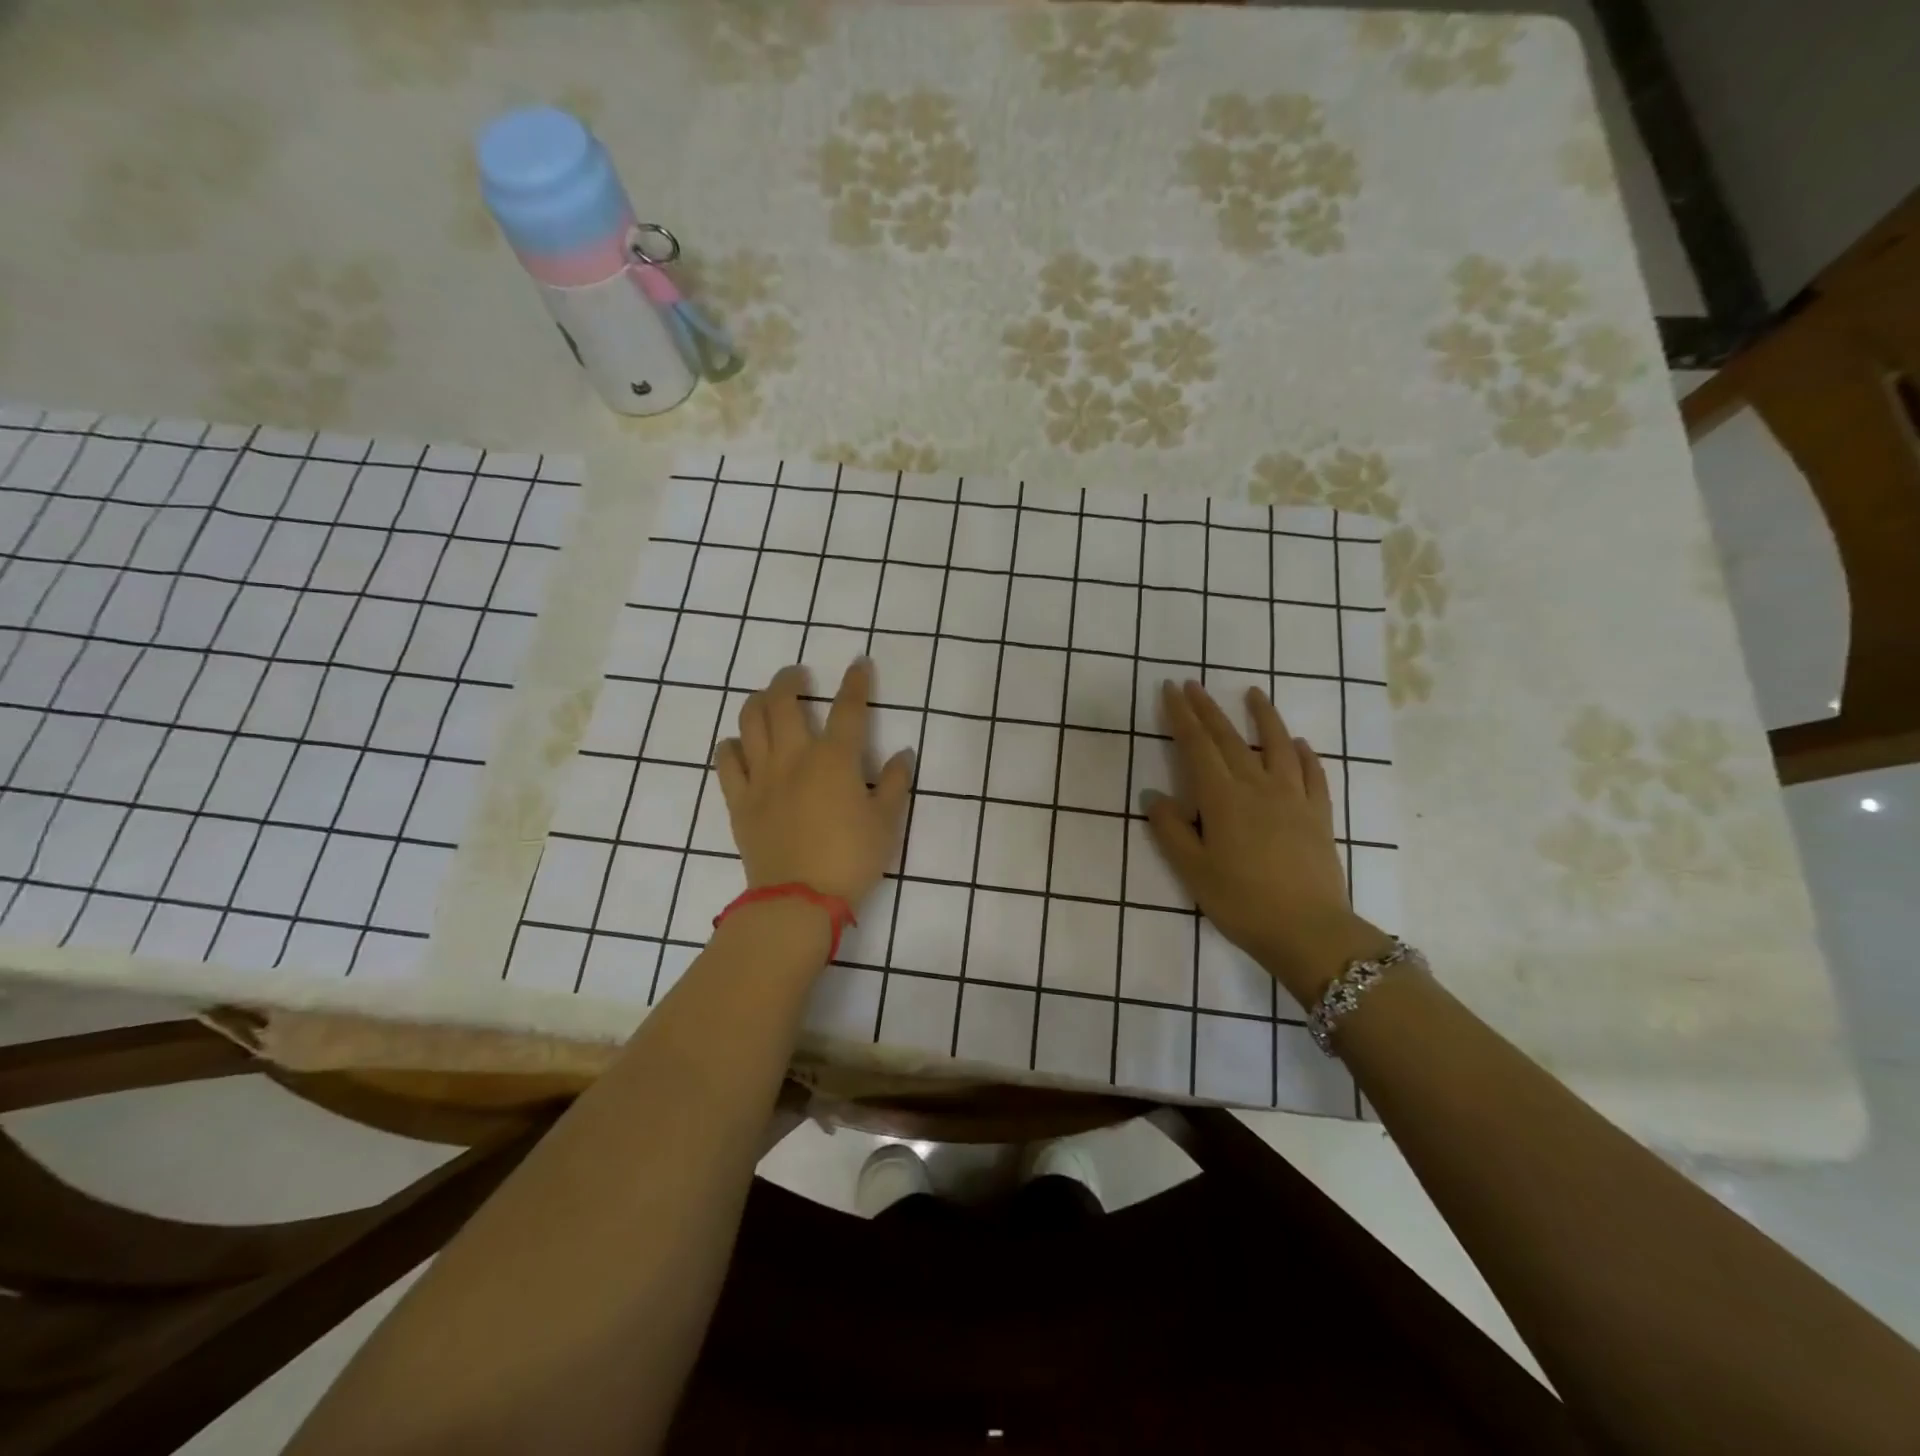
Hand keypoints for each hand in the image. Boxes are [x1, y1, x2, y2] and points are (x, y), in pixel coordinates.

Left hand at [714, 661, 913, 908]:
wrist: (798, 900)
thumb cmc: (851, 859)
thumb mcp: (887, 823)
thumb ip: (896, 783)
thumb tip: (902, 754)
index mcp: (834, 760)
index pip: (848, 709)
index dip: (856, 683)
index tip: (858, 663)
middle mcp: (794, 757)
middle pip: (783, 702)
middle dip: (791, 680)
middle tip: (798, 676)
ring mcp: (761, 777)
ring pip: (749, 722)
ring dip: (757, 702)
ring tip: (766, 699)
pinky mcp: (739, 800)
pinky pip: (726, 762)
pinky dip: (731, 746)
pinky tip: (738, 744)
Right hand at [1146, 680, 1393, 1006]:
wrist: (1308, 931)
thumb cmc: (1241, 902)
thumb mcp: (1192, 870)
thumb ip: (1171, 829)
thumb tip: (1155, 796)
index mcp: (1222, 798)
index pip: (1197, 746)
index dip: (1182, 716)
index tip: (1171, 690)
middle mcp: (1257, 786)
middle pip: (1229, 739)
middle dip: (1209, 709)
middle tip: (1194, 685)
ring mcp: (1293, 797)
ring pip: (1277, 745)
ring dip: (1263, 717)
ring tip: (1253, 694)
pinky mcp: (1318, 814)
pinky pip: (1312, 774)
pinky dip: (1304, 754)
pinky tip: (1299, 744)